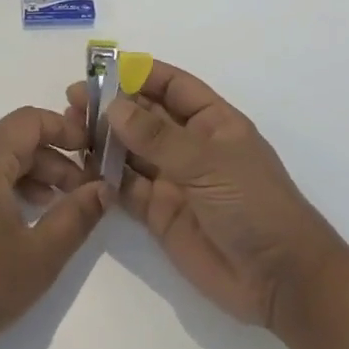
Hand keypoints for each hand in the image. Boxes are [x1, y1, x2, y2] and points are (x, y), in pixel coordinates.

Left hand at [0, 107, 107, 348]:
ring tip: (52, 212)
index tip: (93, 154)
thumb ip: (77, 216)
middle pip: (12, 142)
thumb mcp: (40, 255)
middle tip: (81, 195)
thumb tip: (104, 187)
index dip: (66, 130)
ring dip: (27, 178)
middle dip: (52, 162)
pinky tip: (11, 226)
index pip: (29, 121)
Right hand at [67, 61, 339, 328]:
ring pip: (130, 150)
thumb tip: (113, 106)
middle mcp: (190, 146)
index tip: (102, 68)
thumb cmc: (254, 205)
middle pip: (145, 116)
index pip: (173, 86)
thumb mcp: (208, 162)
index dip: (140, 74)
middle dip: (111, 105)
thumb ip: (157, 137)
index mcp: (213, 122)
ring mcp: (174, 179)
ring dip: (103, 138)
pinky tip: (80, 166)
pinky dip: (104, 176)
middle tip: (73, 100)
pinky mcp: (159, 213)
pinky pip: (126, 187)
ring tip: (69, 128)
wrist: (280, 279)